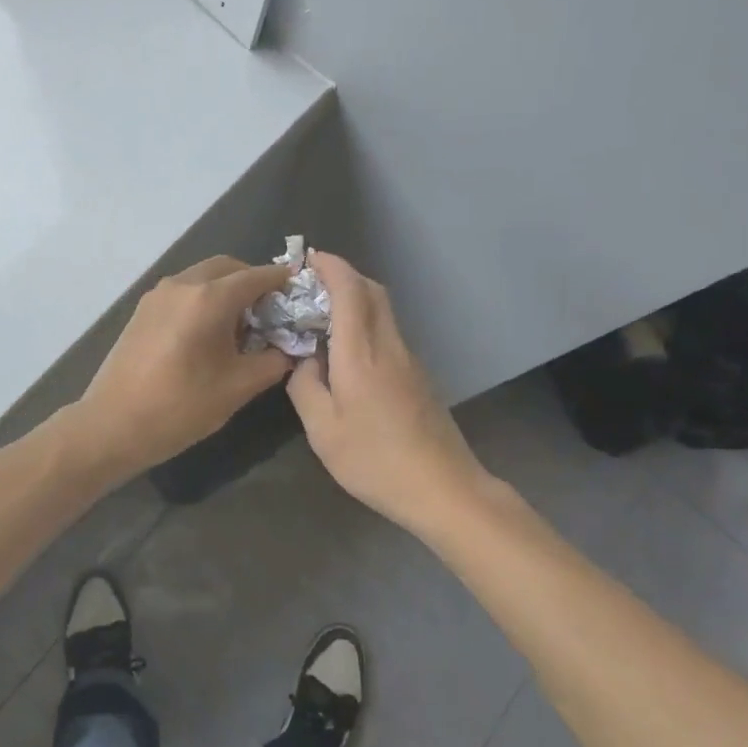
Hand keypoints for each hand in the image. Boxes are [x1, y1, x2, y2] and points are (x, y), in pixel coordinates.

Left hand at [73, 256, 295, 476]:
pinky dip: (204, 297)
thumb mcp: (238, 387)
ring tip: (241, 323)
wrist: (112, 425)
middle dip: (252, 280)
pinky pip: (184, 290)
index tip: (299, 287)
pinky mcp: (143, 309)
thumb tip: (289, 349)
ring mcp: (158, 295)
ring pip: (203, 276)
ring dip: (226, 288)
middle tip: (271, 309)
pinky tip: (209, 331)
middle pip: (227, 267)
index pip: (256, 277)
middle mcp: (183, 284)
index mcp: (209, 298)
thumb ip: (272, 362)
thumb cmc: (180, 406)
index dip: (280, 280)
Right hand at [286, 252, 490, 530]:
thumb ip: (305, 387)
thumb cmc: (375, 460)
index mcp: (361, 352)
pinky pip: (388, 332)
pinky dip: (366, 322)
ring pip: (383, 310)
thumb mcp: (323, 430)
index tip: (308, 259)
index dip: (330, 266)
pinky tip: (347, 353)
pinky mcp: (418, 376)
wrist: (442, 487)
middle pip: (372, 291)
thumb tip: (304, 360)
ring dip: (355, 299)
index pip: (349, 289)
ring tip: (323, 317)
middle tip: (312, 286)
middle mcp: (389, 345)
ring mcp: (409, 359)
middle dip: (343, 276)